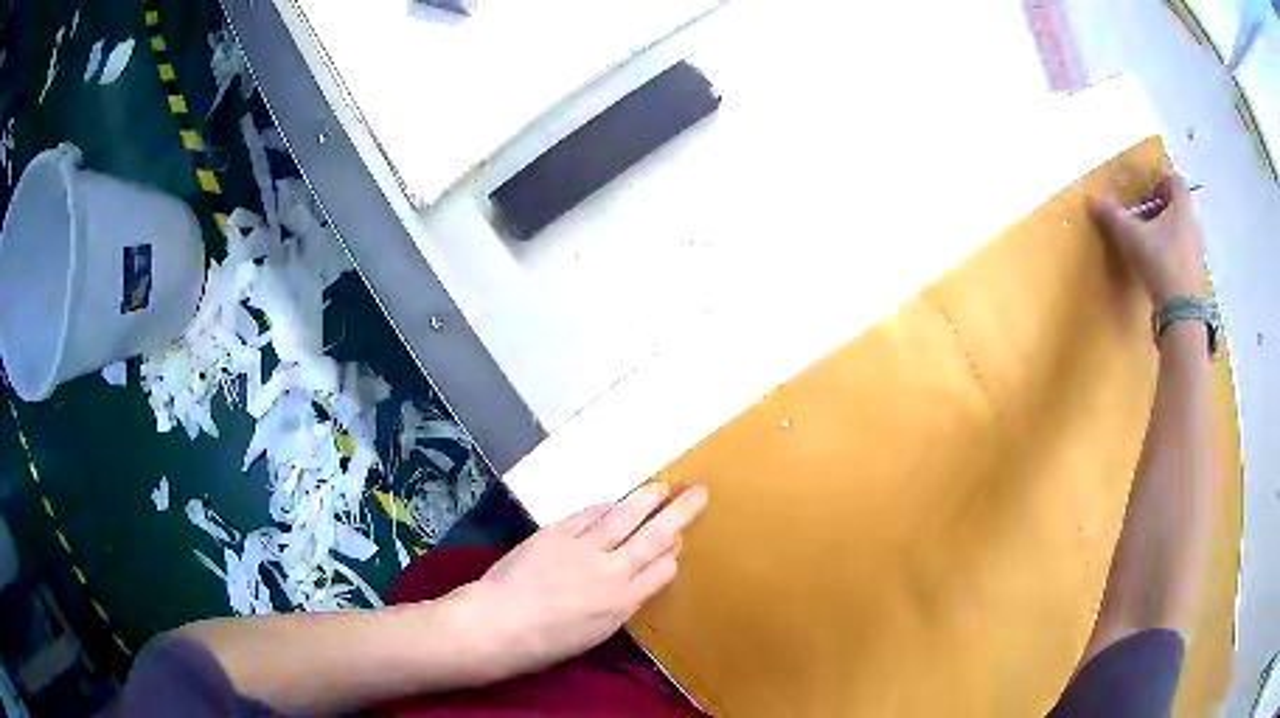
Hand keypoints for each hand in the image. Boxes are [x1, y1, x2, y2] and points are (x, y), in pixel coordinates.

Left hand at [459, 484, 707, 682]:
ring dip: (645, 499)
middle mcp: (612, 572)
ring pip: (624, 517)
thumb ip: (618, 606)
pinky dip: (605, 507)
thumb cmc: (545, 644)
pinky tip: (614, 501)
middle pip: (654, 537)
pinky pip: (588, 515)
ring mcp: (584, 549)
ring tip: (662, 486)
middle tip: (698, 493)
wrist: (499, 624)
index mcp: (624, 603)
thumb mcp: (595, 634)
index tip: (679, 542)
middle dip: (679, 514)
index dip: (673, 553)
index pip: (662, 570)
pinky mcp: (557, 533)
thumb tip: (630, 584)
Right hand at [1088, 173, 1205, 304]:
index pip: (1175, 181)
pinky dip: (1172, 252)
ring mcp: (1198, 251)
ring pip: (1182, 230)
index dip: (1160, 180)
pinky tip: (1158, 264)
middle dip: (1162, 206)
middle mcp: (1194, 224)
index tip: (1146, 187)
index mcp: (1182, 206)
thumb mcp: (1130, 236)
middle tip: (1144, 212)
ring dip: (1167, 230)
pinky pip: (1184, 253)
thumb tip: (1092, 200)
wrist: (1182, 314)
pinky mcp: (1196, 275)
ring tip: (1149, 240)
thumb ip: (1112, 216)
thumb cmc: (1160, 262)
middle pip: (1179, 206)